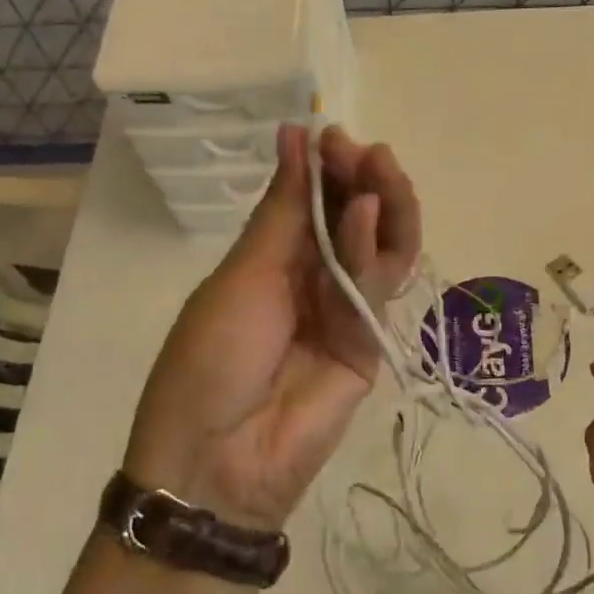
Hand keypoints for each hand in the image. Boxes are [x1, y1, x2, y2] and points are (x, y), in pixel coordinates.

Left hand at [122, 123, 420, 530]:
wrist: (219, 459)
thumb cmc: (211, 356)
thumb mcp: (244, 274)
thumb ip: (283, 209)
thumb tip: (295, 134)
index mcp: (271, 259)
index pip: (310, 200)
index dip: (325, 167)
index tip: (331, 135)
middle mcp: (312, 278)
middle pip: (350, 218)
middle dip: (359, 178)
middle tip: (361, 150)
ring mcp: (344, 309)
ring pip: (377, 246)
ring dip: (381, 203)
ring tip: (379, 166)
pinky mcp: (370, 341)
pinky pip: (378, 286)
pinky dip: (376, 246)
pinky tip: (366, 211)